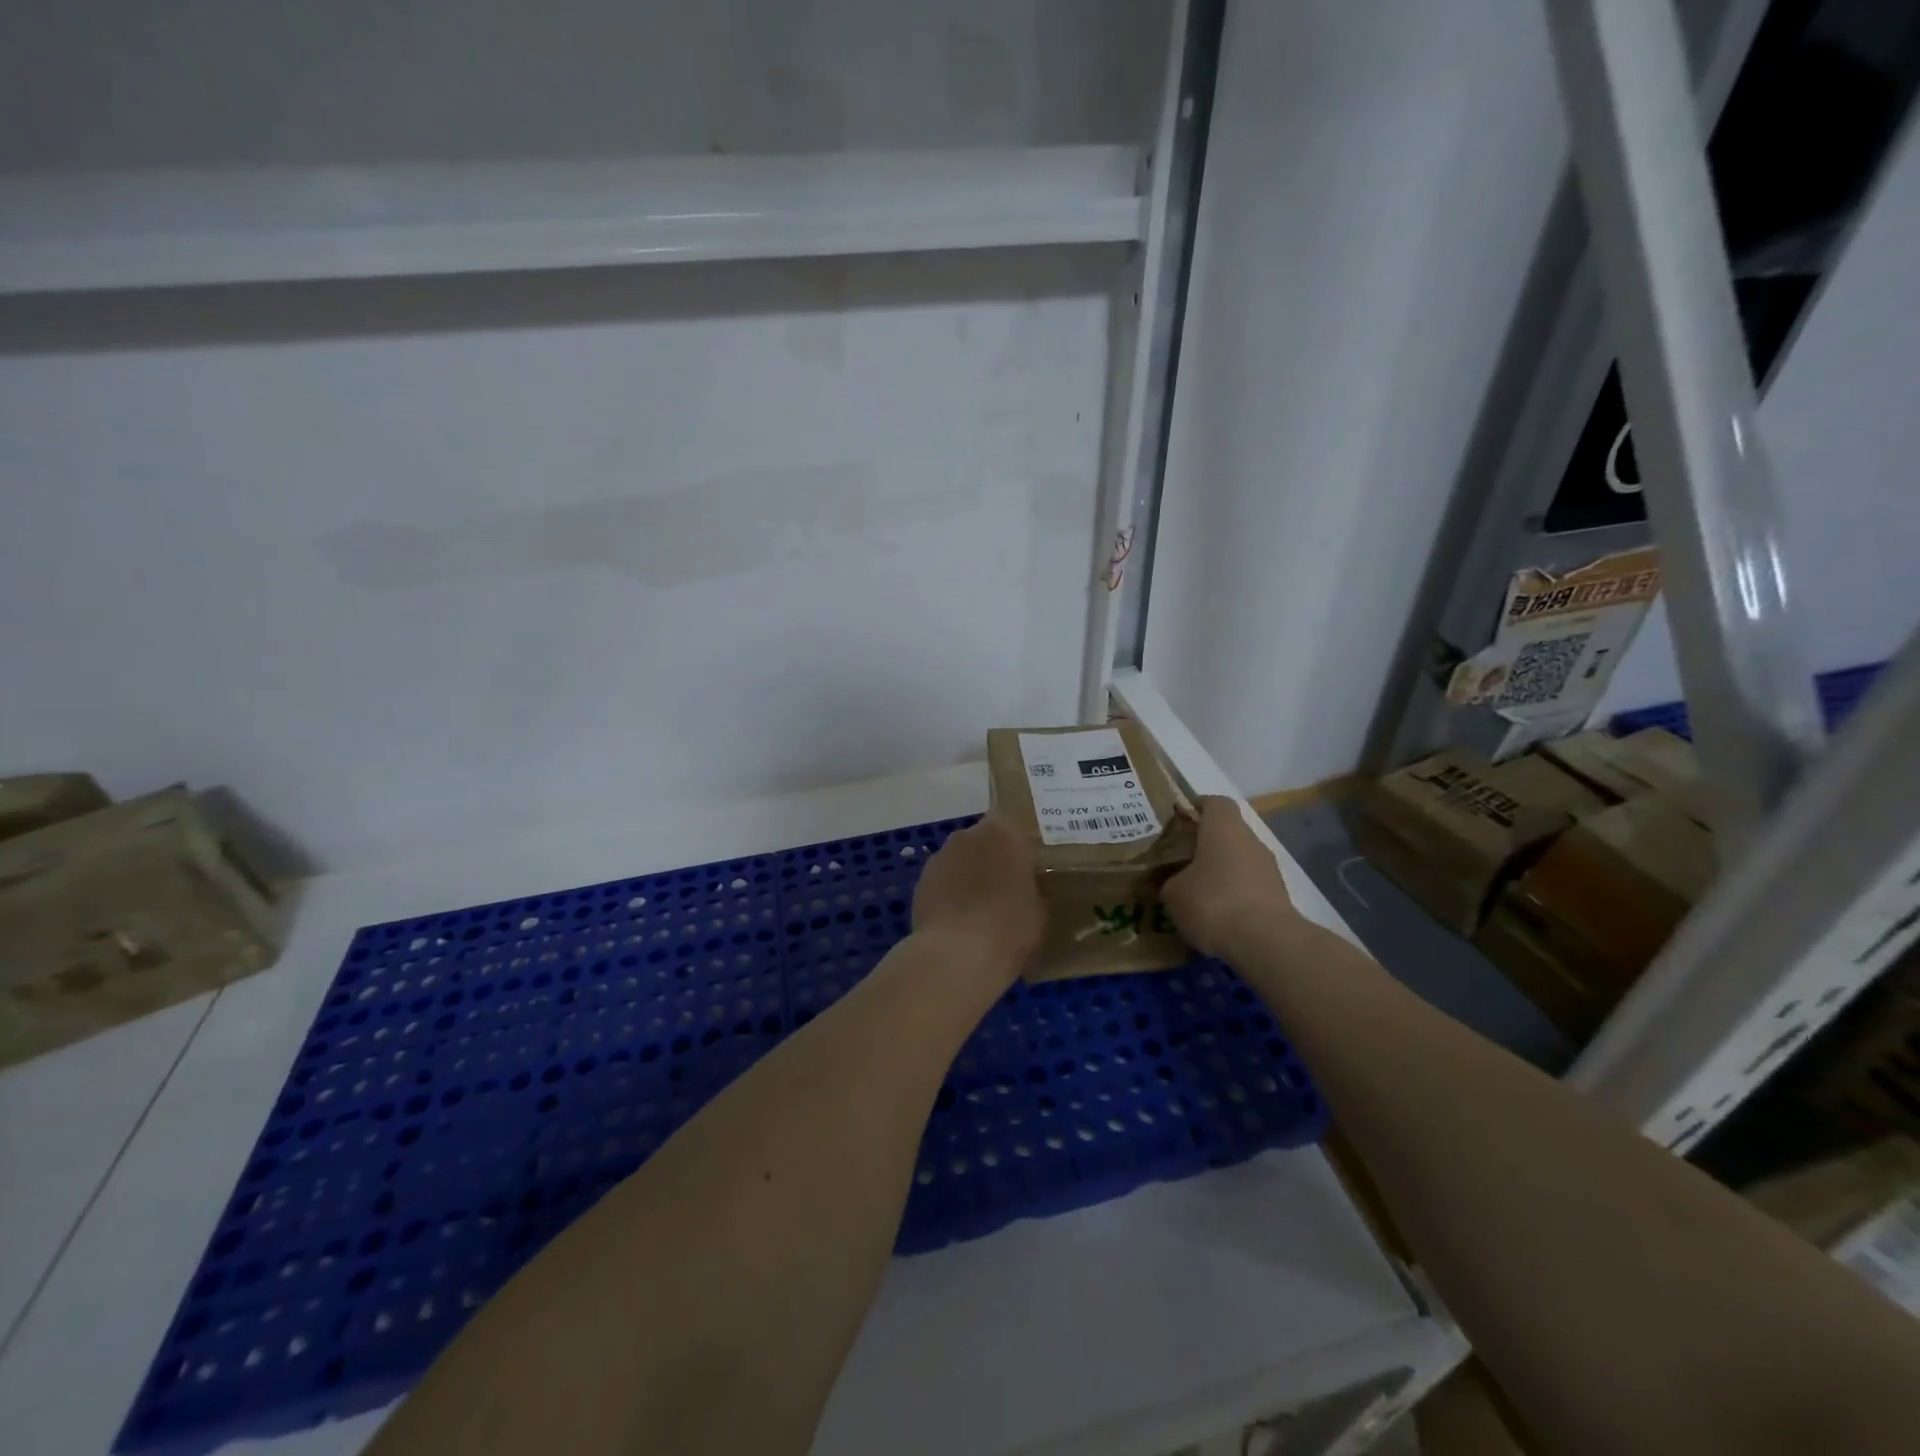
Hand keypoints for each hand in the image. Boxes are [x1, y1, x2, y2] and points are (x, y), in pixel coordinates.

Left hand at [912, 815, 1044, 978]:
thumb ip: (1031, 888)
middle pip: (983, 842)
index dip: (1018, 850)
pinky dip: (949, 894)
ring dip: (968, 876)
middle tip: (1005, 890)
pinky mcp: (920, 881)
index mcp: (1004, 833)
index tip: (1026, 871)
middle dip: (991, 860)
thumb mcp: (1039, 909)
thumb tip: (1025, 889)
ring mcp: (940, 856)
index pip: (1013, 829)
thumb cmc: (1009, 927)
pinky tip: (957, 922)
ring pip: (960, 861)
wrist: (957, 955)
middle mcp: (968, 835)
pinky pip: (942, 882)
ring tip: (979, 910)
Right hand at [1161, 796, 1297, 958]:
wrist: (1265, 942)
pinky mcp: (1279, 896)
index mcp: (1223, 827)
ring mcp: (1269, 868)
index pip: (1214, 802)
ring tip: (1198, 895)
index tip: (1179, 825)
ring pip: (1240, 861)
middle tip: (1181, 863)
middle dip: (1206, 846)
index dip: (1196, 809)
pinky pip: (1251, 887)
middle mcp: (1250, 840)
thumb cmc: (1212, 902)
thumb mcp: (1173, 893)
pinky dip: (1236, 896)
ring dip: (1222, 873)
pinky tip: (1219, 917)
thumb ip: (1171, 880)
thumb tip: (1175, 882)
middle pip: (1227, 833)